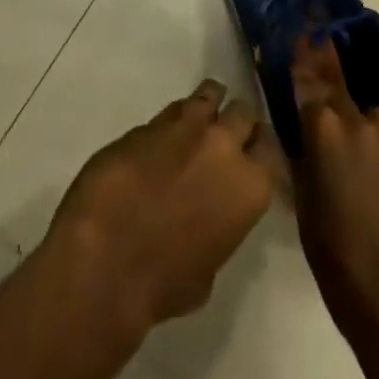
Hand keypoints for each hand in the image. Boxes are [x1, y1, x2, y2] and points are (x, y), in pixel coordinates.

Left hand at [45, 80, 277, 335]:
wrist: (106, 259)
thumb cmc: (165, 283)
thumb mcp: (209, 269)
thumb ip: (219, 228)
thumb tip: (207, 217)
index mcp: (249, 186)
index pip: (272, 149)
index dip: (262, 150)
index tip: (255, 156)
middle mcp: (223, 145)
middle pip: (243, 112)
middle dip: (238, 122)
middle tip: (228, 136)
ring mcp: (184, 127)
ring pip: (208, 95)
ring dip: (207, 105)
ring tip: (199, 118)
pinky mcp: (147, 122)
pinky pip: (170, 111)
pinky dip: (171, 121)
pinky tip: (164, 137)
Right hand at [291, 38, 378, 327]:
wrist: (377, 282)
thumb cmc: (324, 240)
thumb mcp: (299, 189)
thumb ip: (301, 150)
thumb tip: (300, 129)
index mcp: (321, 127)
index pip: (309, 79)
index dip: (305, 52)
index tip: (304, 29)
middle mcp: (355, 122)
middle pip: (339, 82)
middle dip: (329, 61)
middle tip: (323, 39)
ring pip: (375, 114)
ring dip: (365, 122)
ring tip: (360, 144)